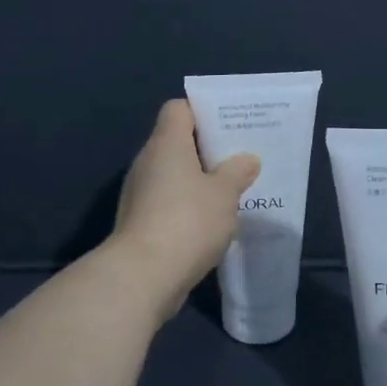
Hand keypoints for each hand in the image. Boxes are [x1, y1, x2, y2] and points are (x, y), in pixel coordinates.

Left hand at [111, 99, 260, 318]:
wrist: (143, 275)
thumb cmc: (188, 221)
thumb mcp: (225, 194)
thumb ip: (237, 172)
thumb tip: (246, 159)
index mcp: (166, 143)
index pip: (179, 109)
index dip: (203, 112)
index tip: (229, 126)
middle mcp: (148, 162)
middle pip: (177, 143)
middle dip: (208, 150)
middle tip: (240, 160)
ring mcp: (140, 194)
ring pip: (174, 176)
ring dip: (199, 182)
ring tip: (232, 192)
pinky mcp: (140, 222)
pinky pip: (169, 203)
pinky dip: (188, 208)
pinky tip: (212, 222)